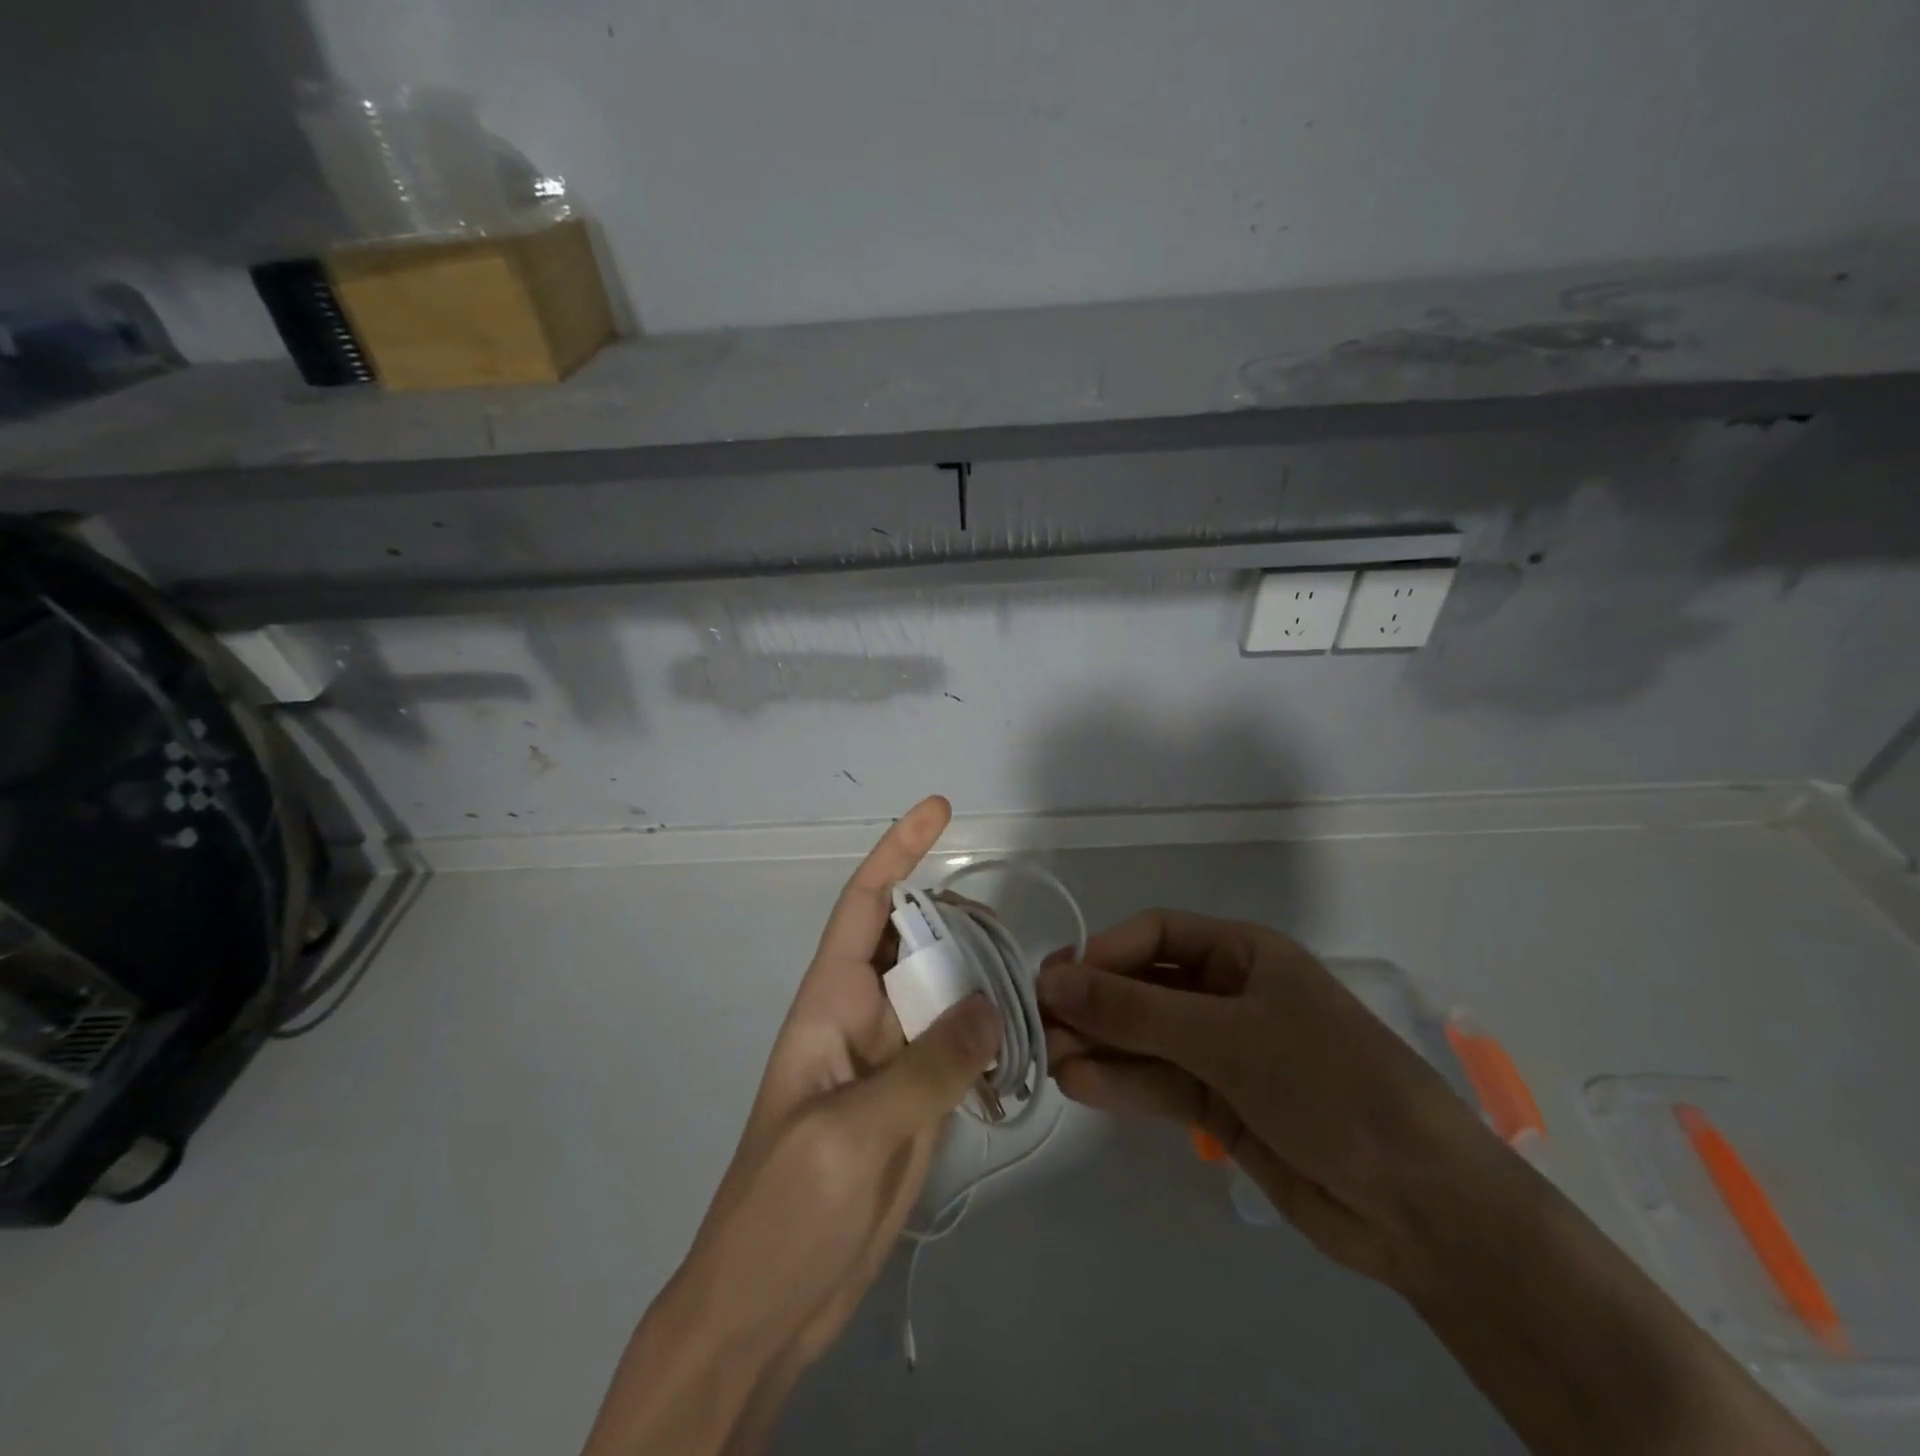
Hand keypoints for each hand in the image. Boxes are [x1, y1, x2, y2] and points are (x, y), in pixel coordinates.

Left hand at [583, 797, 997, 1455]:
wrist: (767, 1307)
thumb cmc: (783, 1208)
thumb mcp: (851, 1130)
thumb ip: (927, 1066)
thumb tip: (995, 1006)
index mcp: (831, 1002)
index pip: (866, 905)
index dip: (899, 851)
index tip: (939, 810)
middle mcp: (865, 1018)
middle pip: (917, 943)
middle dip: (960, 921)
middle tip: (1014, 929)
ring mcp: (893, 1061)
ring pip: (945, 994)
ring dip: (983, 980)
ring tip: (1035, 983)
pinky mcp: (916, 1103)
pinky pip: (959, 1049)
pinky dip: (992, 1037)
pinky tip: (1028, 1040)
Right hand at [1038, 909, 1507, 1288]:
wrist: (1420, 1205)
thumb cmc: (1327, 1083)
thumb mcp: (1226, 1036)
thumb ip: (1135, 1011)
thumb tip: (1051, 980)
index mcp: (1243, 954)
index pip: (1156, 934)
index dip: (1104, 952)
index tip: (1055, 978)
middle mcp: (1228, 994)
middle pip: (1144, 986)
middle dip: (1094, 1003)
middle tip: (1037, 1023)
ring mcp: (1223, 1052)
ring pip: (1145, 1038)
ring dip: (1098, 1044)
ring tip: (1046, 1057)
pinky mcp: (1219, 1104)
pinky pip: (1158, 1082)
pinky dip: (1120, 1082)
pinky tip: (1077, 1084)